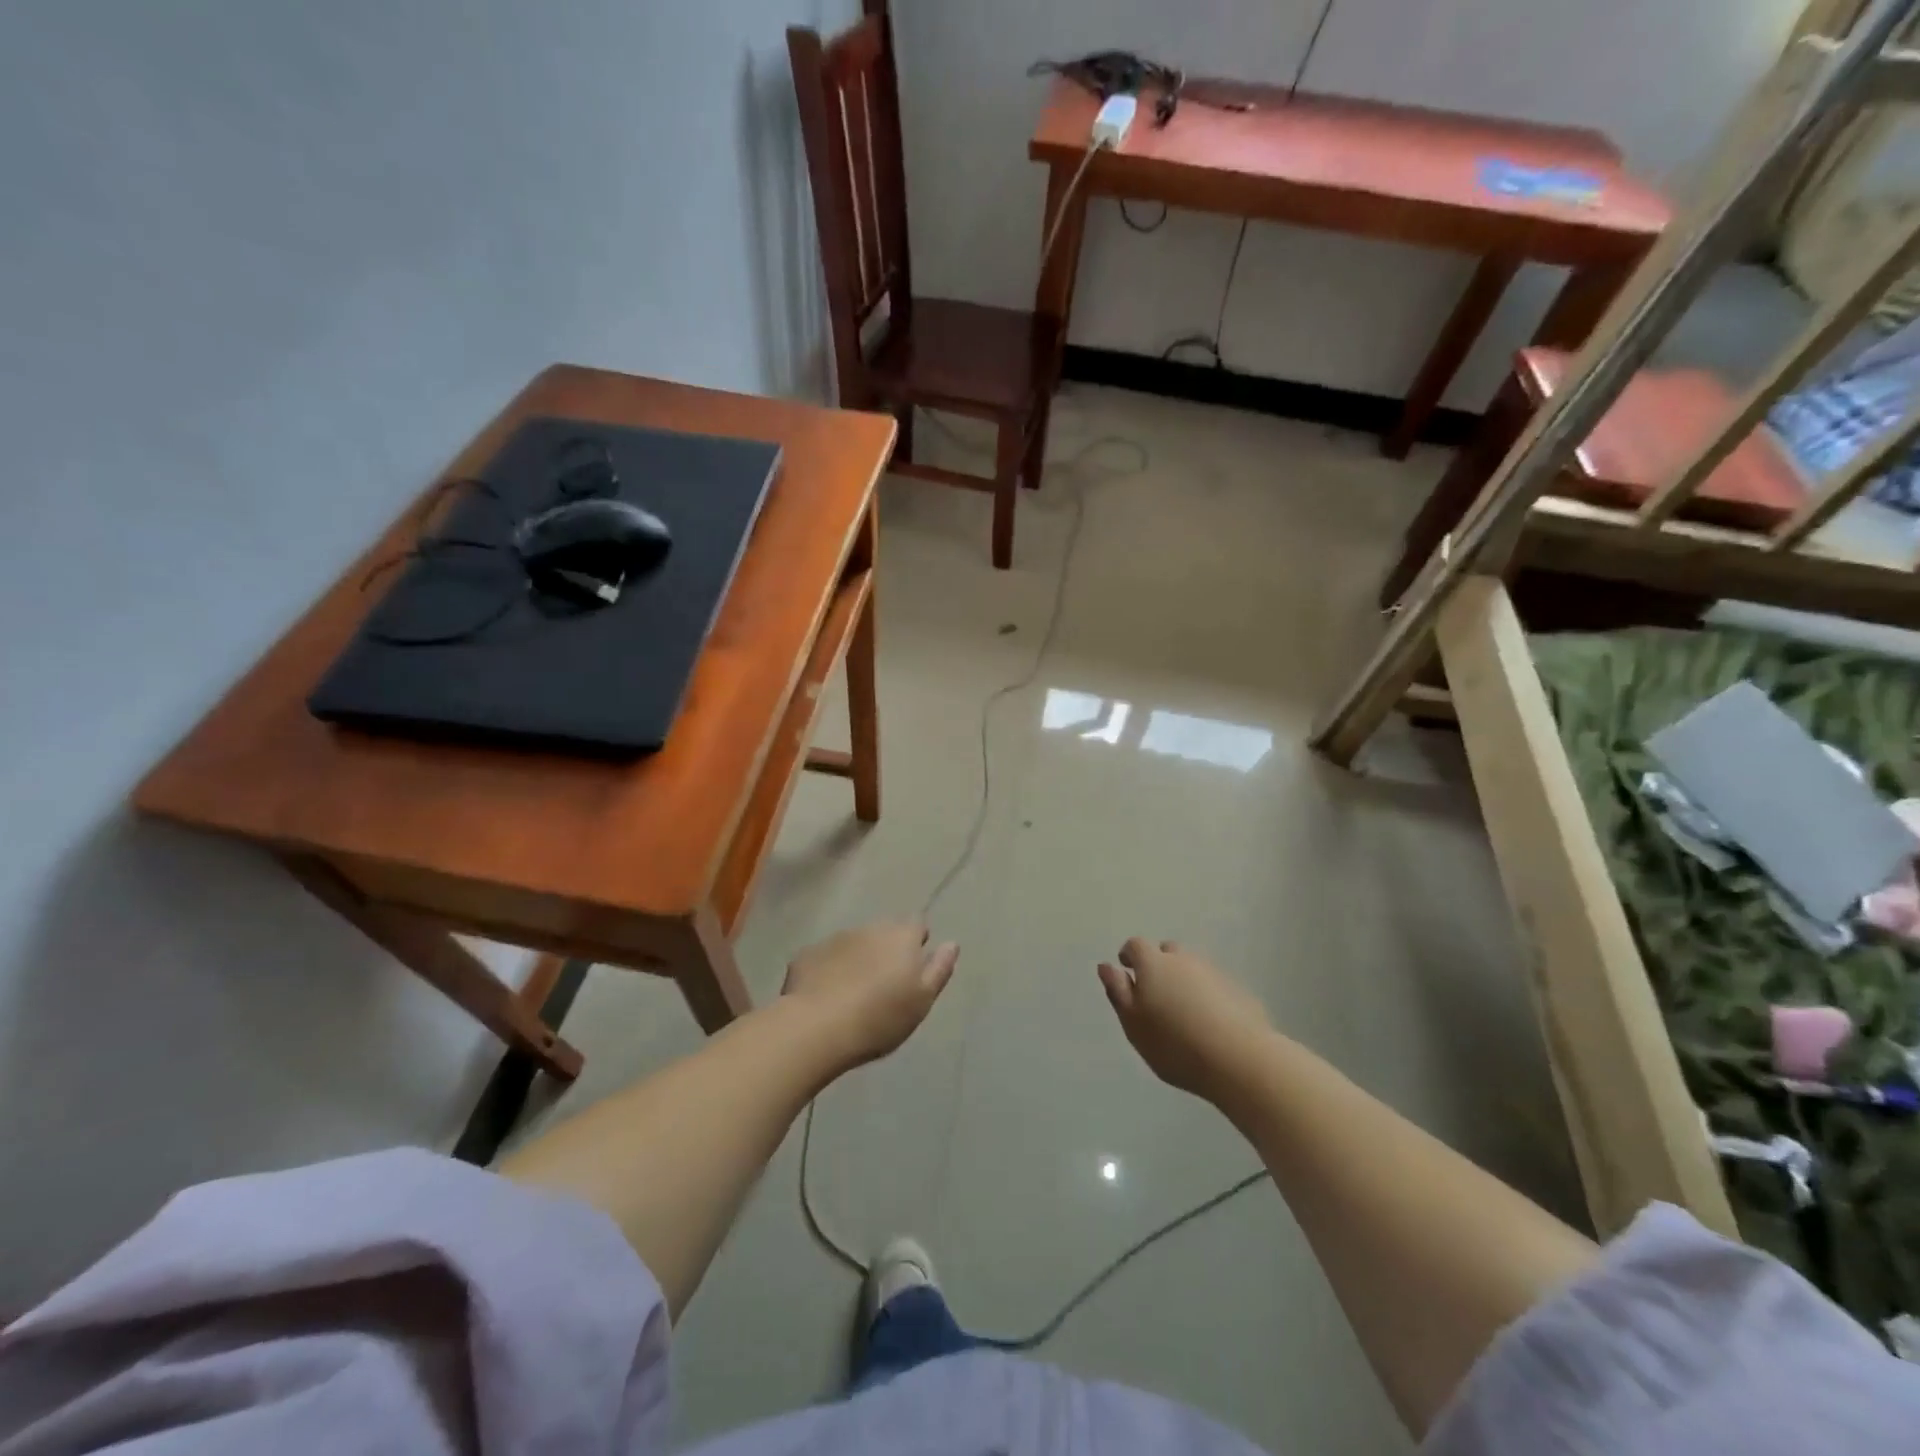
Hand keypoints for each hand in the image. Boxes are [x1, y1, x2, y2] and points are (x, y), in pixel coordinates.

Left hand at [782, 921, 957, 1069]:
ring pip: (853, 944)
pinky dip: (828, 971)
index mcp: (901, 936)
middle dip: (886, 950)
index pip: (917, 925)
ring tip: (853, 994)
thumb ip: (939, 969)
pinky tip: (825, 997)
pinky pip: (825, 959)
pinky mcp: (807, 955)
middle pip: (884, 932)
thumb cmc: (880, 1017)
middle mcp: (869, 928)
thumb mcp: (922, 1000)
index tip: (914, 968)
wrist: (817, 1027)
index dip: (917, 942)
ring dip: (857, 959)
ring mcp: (835, 939)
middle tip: (884, 985)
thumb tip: (952, 943)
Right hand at [1097, 939, 1271, 1099]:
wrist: (1239, 1059)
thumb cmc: (1175, 1044)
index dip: (1129, 956)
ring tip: (1183, 1013)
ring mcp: (1214, 973)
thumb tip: (1106, 966)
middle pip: (1167, 952)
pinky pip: (1214, 986)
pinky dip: (1207, 996)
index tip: (1127, 972)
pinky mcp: (1238, 991)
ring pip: (1192, 968)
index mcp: (1154, 964)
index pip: (1136, 945)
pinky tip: (1209, 1024)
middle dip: (1158, 966)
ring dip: (1184, 981)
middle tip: (1156, 996)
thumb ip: (1118, 992)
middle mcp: (1184, 960)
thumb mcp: (1134, 1024)